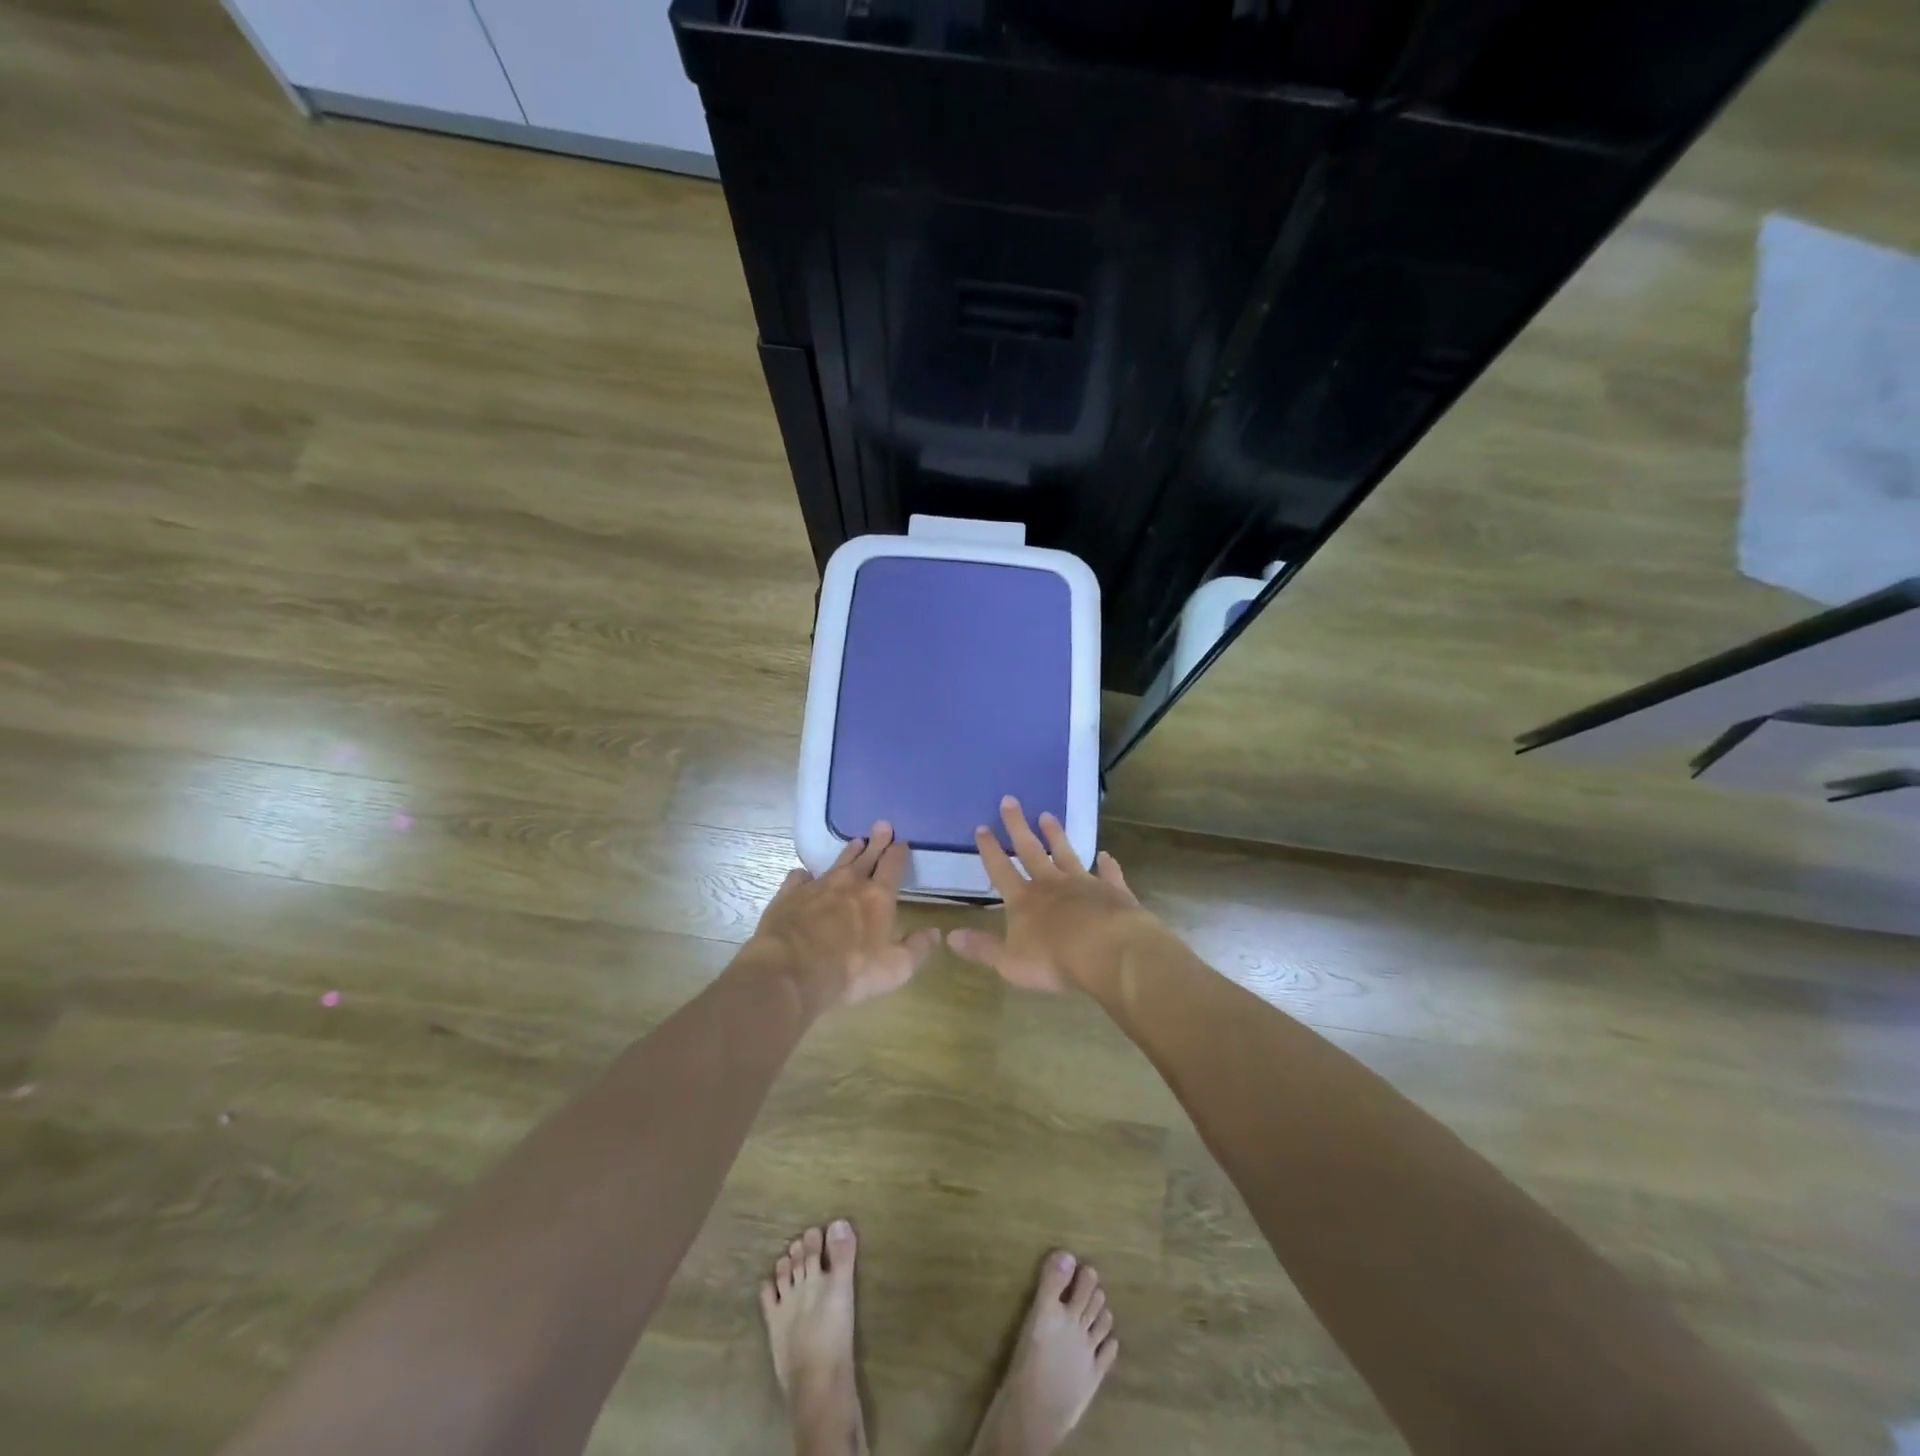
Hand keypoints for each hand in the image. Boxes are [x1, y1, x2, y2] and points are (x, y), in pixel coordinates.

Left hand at [744, 822, 939, 1016]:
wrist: (790, 972)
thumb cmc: (850, 971)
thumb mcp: (896, 968)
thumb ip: (917, 948)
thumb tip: (934, 932)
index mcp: (878, 896)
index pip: (893, 866)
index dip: (898, 852)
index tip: (902, 841)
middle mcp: (849, 883)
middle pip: (866, 856)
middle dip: (877, 841)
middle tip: (882, 825)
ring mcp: (817, 886)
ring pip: (837, 862)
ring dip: (848, 852)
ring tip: (855, 842)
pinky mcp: (789, 894)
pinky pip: (799, 877)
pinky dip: (805, 876)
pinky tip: (805, 876)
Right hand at [946, 797, 1156, 993]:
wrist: (1108, 951)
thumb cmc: (1054, 960)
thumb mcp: (1010, 962)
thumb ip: (982, 948)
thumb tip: (950, 936)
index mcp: (1023, 900)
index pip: (1000, 870)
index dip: (990, 849)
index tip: (982, 827)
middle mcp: (1051, 884)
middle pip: (1030, 850)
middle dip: (1017, 826)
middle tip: (1010, 800)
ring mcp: (1083, 884)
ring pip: (1066, 853)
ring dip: (1055, 835)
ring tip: (1048, 815)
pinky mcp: (1112, 891)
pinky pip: (1108, 874)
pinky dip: (1107, 865)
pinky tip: (1106, 856)